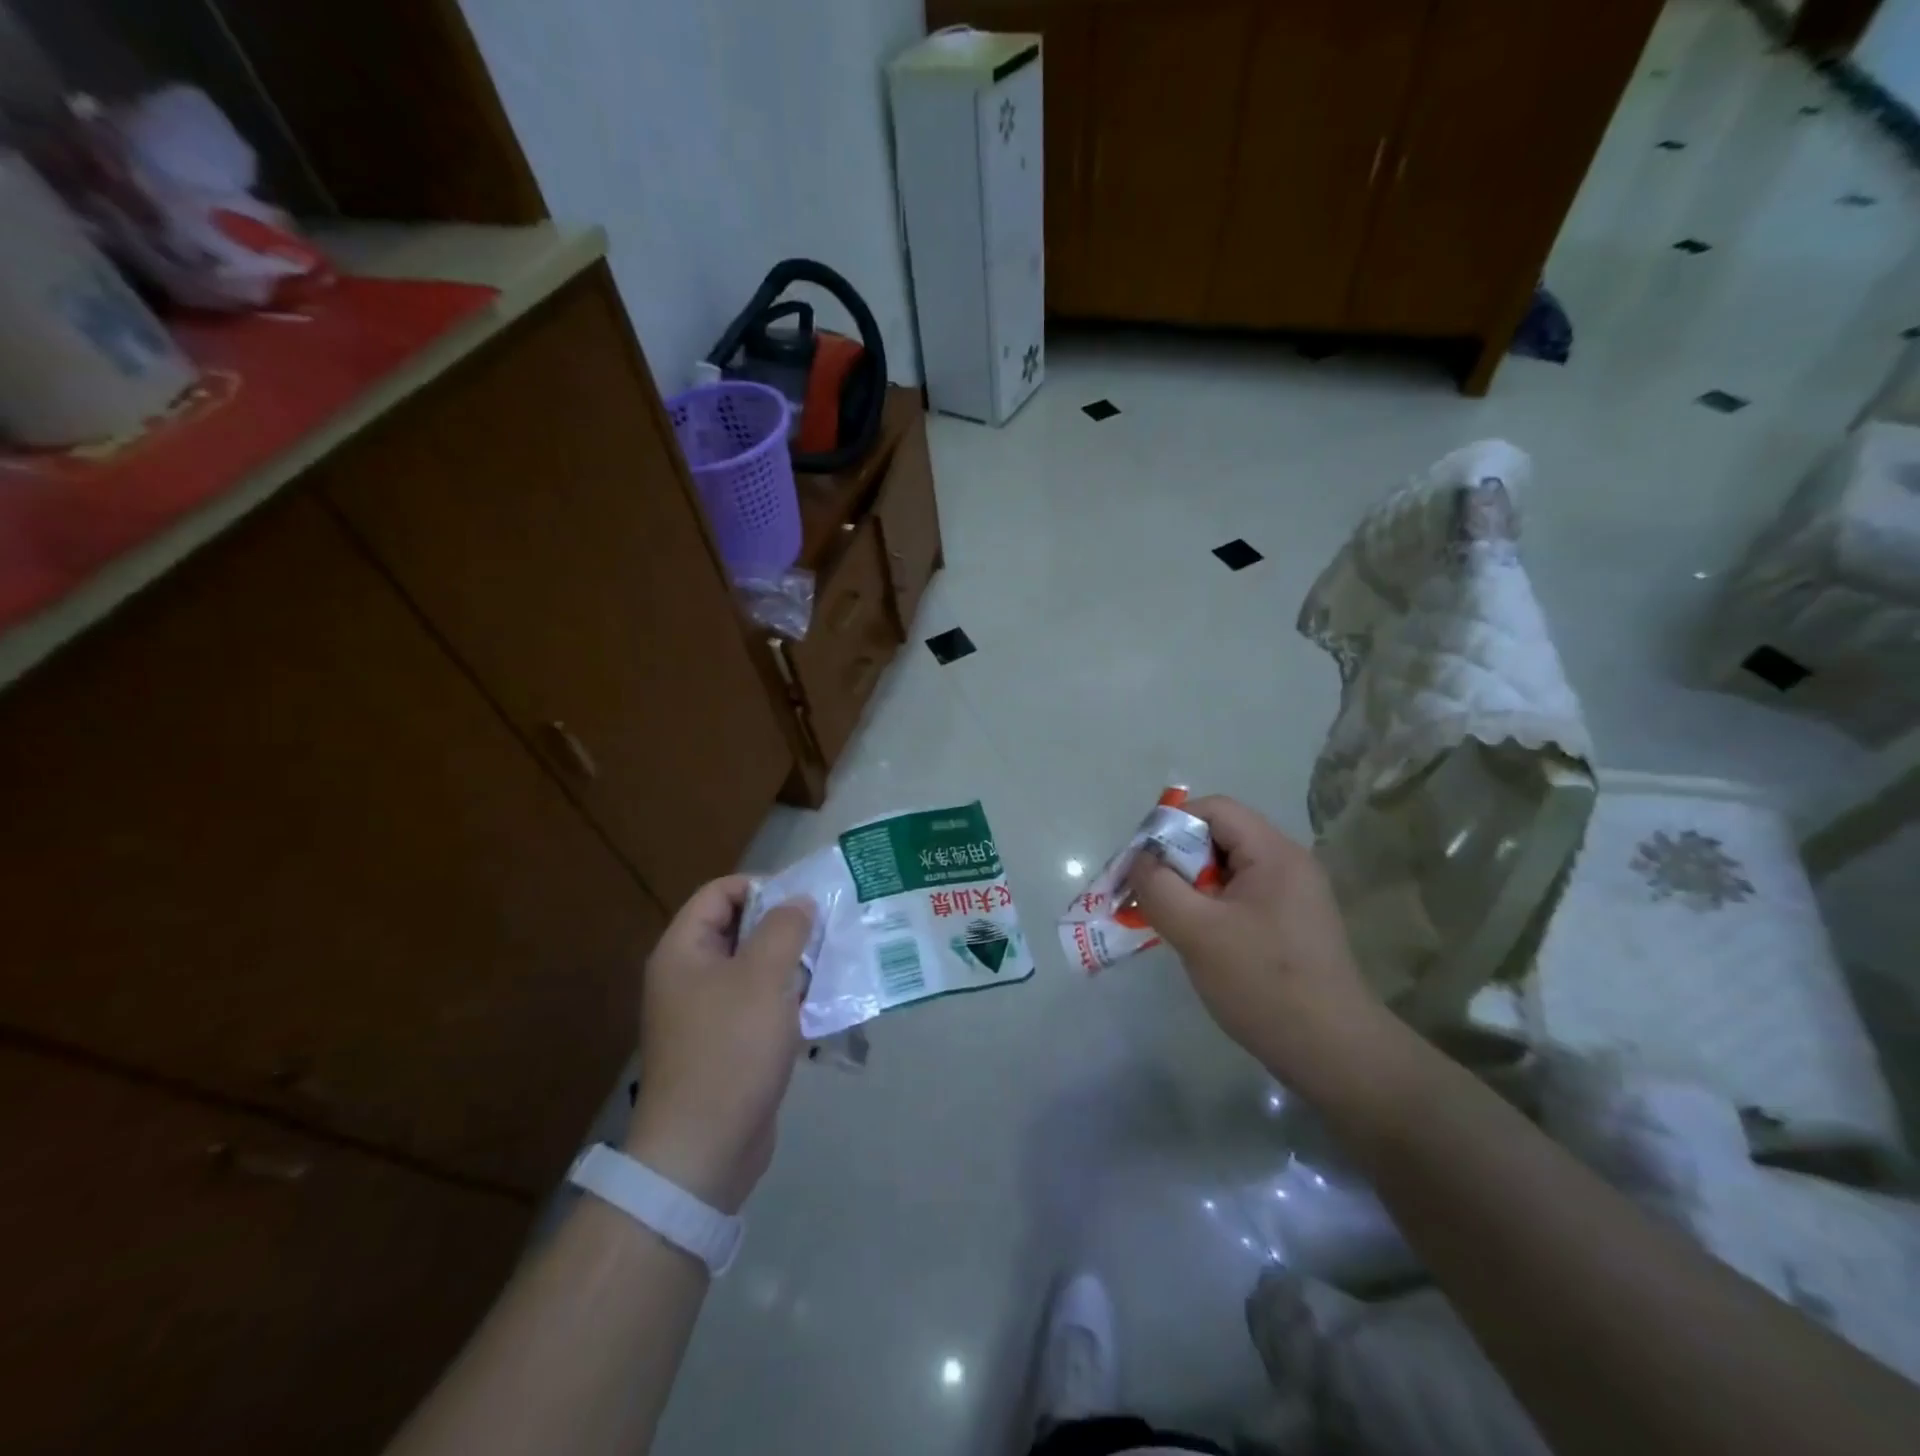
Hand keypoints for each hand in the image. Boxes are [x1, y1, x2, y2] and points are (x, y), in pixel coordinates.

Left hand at [625, 876, 814, 1214]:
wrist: (704, 1149)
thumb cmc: (730, 1049)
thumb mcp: (763, 977)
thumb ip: (784, 929)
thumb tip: (799, 902)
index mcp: (684, 951)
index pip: (719, 893)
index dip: (761, 886)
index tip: (805, 898)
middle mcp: (690, 976)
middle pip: (739, 929)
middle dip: (785, 925)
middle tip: (829, 927)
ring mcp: (708, 1013)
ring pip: (755, 968)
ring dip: (793, 962)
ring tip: (835, 961)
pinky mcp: (728, 1044)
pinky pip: (761, 1004)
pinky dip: (790, 998)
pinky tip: (826, 1003)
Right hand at [1127, 797, 1381, 1088]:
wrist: (1334, 1054)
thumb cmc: (1263, 984)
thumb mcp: (1198, 932)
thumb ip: (1158, 887)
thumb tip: (1139, 861)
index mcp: (1274, 853)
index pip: (1214, 809)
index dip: (1170, 824)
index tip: (1141, 861)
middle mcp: (1288, 864)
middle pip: (1219, 837)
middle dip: (1175, 859)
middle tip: (1145, 892)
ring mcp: (1292, 896)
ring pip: (1225, 871)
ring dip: (1189, 887)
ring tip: (1163, 917)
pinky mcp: (1289, 925)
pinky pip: (1238, 898)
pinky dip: (1209, 908)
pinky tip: (1194, 938)